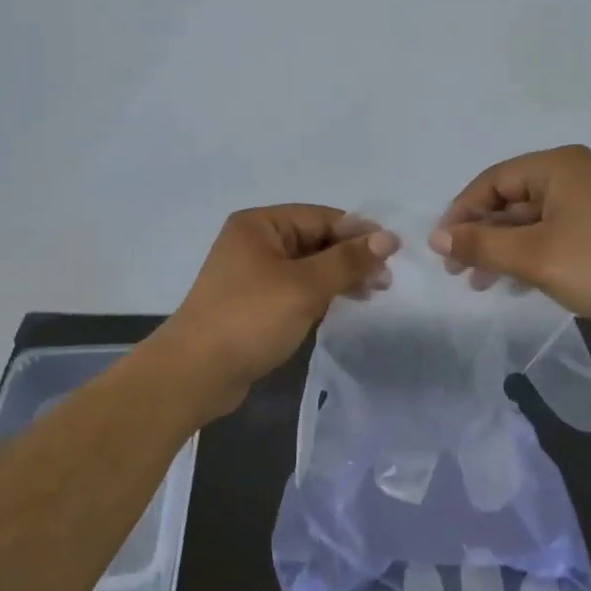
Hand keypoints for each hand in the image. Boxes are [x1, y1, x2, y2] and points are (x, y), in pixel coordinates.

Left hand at [153, 205, 398, 418]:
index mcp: (260, 225)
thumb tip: (388, 238)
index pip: (321, 217)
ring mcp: (252, 274)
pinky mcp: (254, 303)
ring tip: (372, 294)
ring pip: (308, 266)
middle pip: (315, 240)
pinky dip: (320, 294)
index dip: (359, 233)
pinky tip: (342, 306)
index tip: (394, 254)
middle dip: (351, 257)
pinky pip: (296, 289)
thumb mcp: (305, 286)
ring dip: (339, 277)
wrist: (196, 373)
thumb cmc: (250, 320)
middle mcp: (255, 242)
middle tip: (385, 282)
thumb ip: (347, 261)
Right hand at [431, 146, 590, 339]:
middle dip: (480, 235)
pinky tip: (511, 284)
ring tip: (478, 282)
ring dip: (500, 249)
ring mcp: (587, 203)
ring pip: (527, 221)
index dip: (461, 212)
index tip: (441, 247)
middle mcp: (571, 175)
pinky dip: (526, 255)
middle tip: (456, 270)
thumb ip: (480, 243)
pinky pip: (548, 235)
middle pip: (509, 200)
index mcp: (557, 166)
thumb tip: (436, 237)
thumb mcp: (531, 256)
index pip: (492, 181)